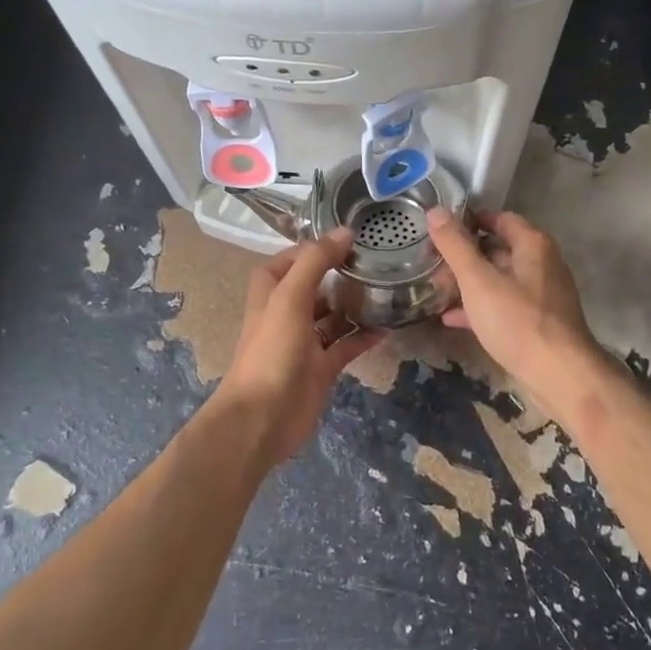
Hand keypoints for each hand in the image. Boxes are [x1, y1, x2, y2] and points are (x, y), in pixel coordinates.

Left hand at [217, 231, 382, 466]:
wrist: (262, 418)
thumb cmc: (271, 350)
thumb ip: (316, 261)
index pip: (296, 257)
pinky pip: (346, 345)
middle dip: (343, 272)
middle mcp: (287, 310)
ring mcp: (305, 340)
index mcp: (272, 289)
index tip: (356, 236)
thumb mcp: (290, 297)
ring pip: (334, 314)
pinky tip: (388, 326)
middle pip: (317, 284)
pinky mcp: (321, 366)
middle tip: (380, 260)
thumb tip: (345, 231)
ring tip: (388, 288)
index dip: (320, 246)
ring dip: (356, 303)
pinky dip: (364, 336)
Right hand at [425, 208, 605, 413]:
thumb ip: (455, 245)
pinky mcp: (538, 322)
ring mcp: (542, 295)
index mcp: (533, 245)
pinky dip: (479, 307)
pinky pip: (504, 305)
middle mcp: (542, 263)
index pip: (499, 218)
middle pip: (497, 249)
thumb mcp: (478, 280)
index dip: (469, 221)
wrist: (560, 376)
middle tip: (432, 266)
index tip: (439, 231)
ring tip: (436, 291)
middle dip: (463, 257)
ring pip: (499, 279)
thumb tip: (435, 211)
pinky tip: (452, 319)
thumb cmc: (517, 321)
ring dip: (468, 283)